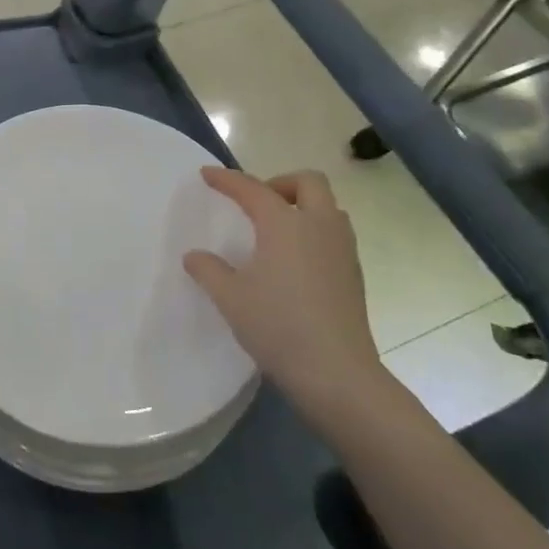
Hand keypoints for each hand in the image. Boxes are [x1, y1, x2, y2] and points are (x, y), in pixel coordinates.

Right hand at [183, 167, 385, 426]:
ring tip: (276, 231)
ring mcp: (342, 250)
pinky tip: (294, 262)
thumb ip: (208, 270)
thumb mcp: (230, 297)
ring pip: (328, 207)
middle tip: (257, 204)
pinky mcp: (354, 274)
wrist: (338, 374)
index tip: (207, 174)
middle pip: (308, 182)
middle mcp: (319, 226)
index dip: (227, 179)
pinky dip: (314, 232)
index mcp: (285, 224)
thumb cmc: (278, 326)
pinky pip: (334, 234)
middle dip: (280, 183)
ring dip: (302, 206)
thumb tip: (195, 256)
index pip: (252, 189)